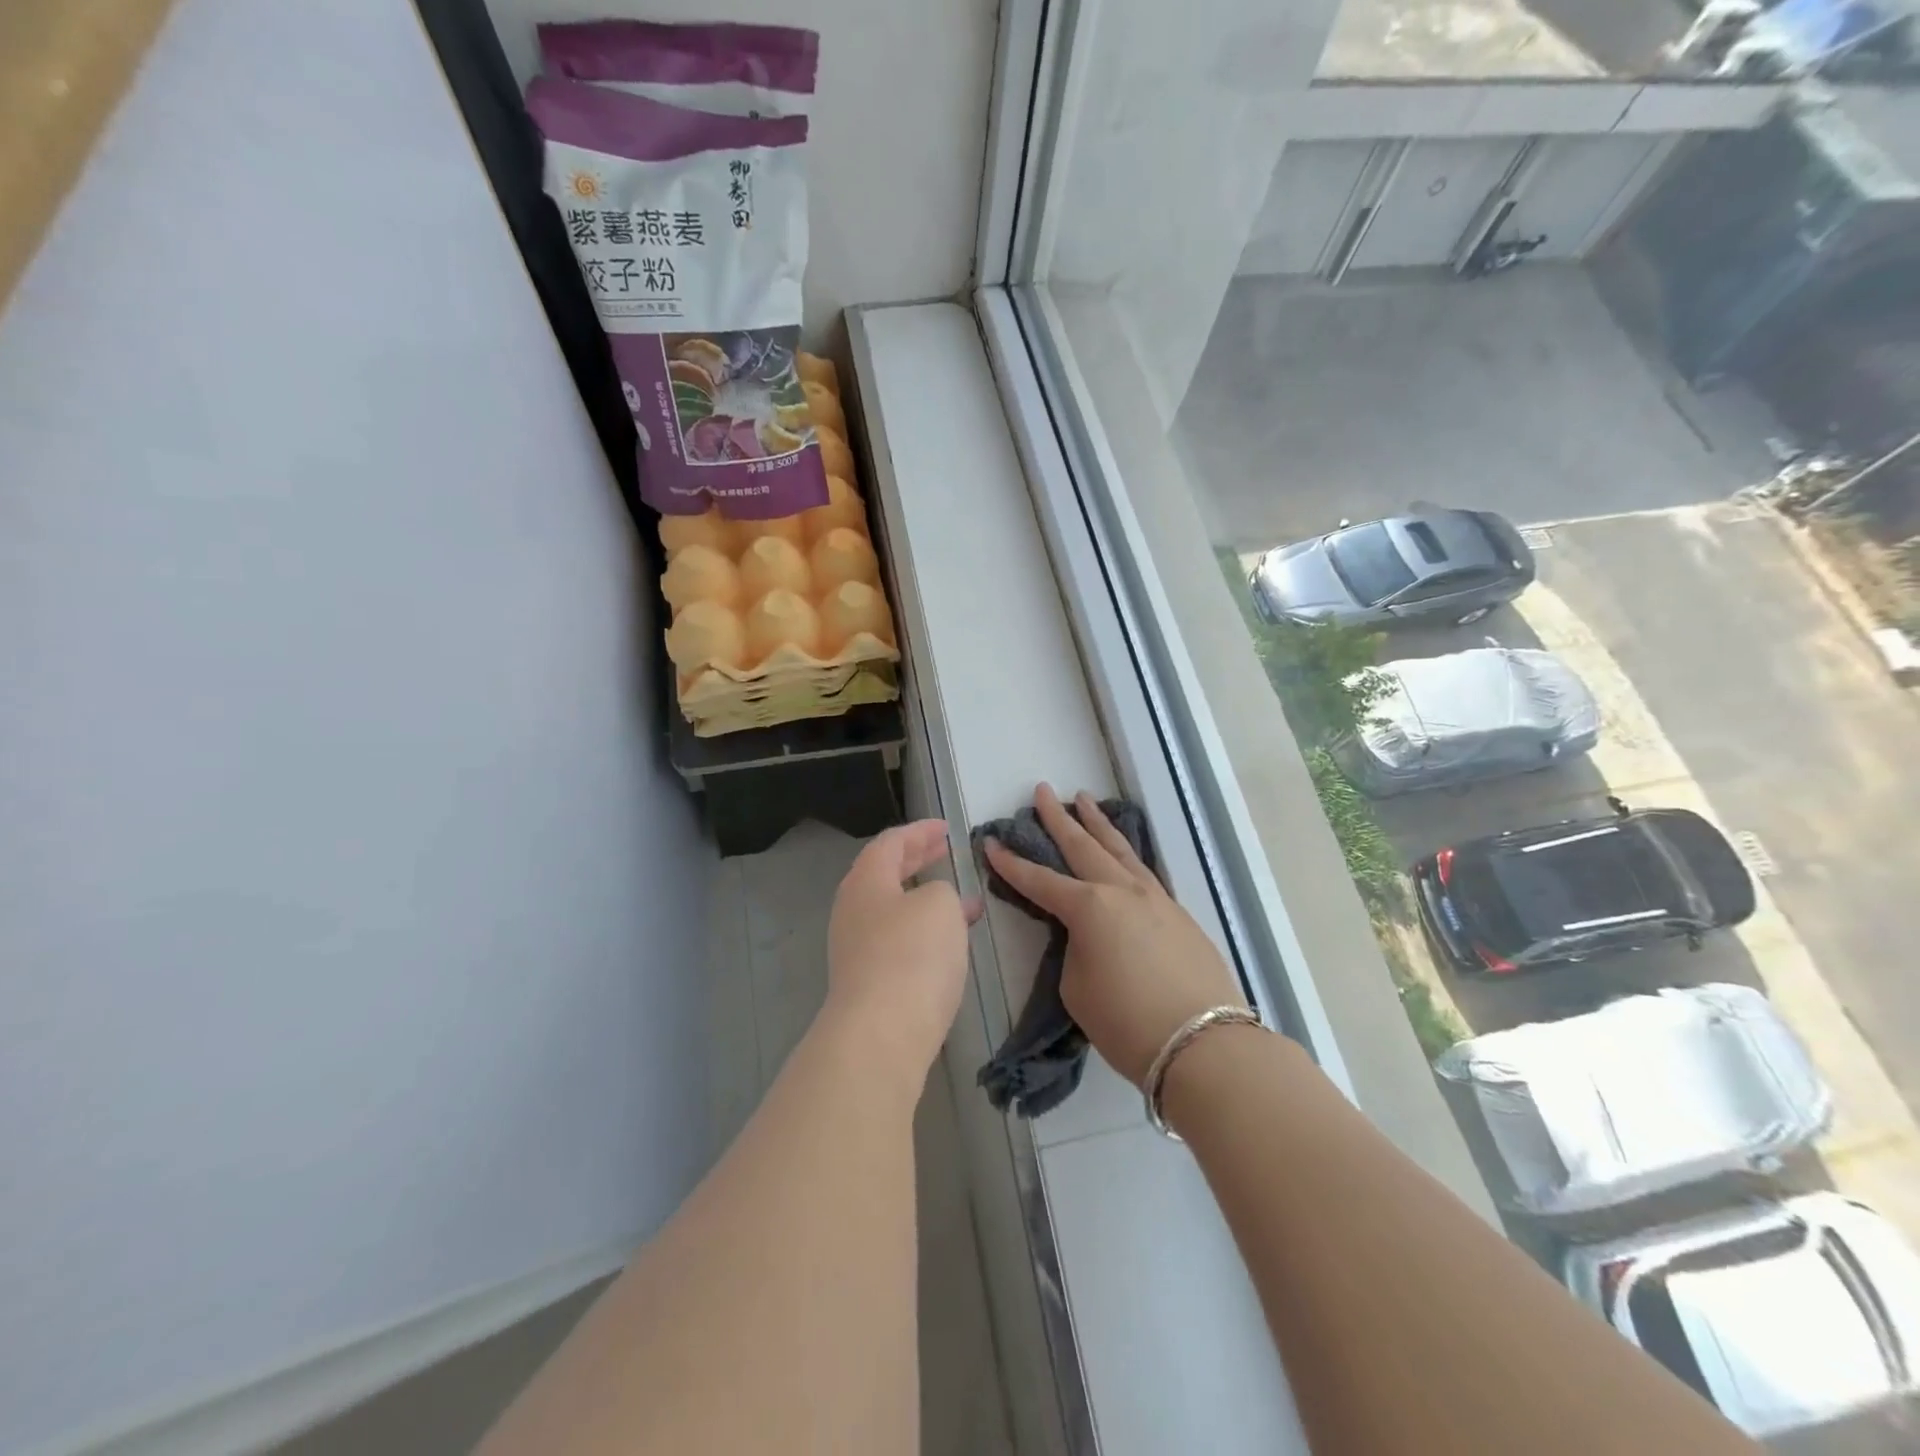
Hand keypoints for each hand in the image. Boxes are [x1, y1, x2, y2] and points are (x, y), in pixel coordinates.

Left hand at [823, 820, 977, 1093]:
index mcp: (865, 882)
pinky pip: (899, 942)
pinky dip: (925, 931)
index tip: (946, 829)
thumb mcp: (939, 906)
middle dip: (919, 861)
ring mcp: (857, 949)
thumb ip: (943, 892)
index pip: (890, 843)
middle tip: (947, 852)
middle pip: (886, 874)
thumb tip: (940, 903)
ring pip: (894, 910)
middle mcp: (854, 911)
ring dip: (927, 900)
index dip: (919, 831)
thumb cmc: (911, 956)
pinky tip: (950, 944)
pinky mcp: (869, 984)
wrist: (881, 1036)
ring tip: (963, 900)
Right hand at [984, 785, 1244, 1086]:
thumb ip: (1076, 950)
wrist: (1204, 1045)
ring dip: (1098, 824)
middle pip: (1083, 845)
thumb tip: (1090, 936)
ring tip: (1084, 799)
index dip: (1011, 863)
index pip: (1039, 880)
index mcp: (1089, 907)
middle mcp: (1122, 890)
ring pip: (1120, 849)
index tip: (990, 842)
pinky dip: (1127, 853)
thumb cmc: (1127, 1022)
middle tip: (1043, 791)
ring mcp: (1156, 898)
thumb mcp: (1078, 987)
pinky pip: (1144, 871)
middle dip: (1058, 818)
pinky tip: (1124, 852)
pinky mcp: (1179, 914)